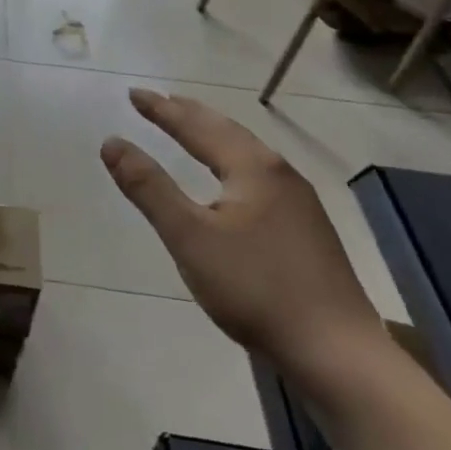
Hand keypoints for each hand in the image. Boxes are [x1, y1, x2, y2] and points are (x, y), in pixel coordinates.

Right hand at [100, 88, 383, 385]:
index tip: (133, 94)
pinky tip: (231, 178)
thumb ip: (148, 188)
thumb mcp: (189, 237)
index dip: (162, 110)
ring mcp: (299, 201)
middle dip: (189, 114)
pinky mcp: (306, 228)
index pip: (196, 126)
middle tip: (159, 100)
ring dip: (212, 134)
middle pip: (226, 131)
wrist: (339, 354)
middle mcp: (279, 173)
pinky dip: (230, 158)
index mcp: (253, 167)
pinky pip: (258, 174)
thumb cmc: (256, 289)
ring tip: (190, 127)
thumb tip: (111, 142)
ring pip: (246, 152)